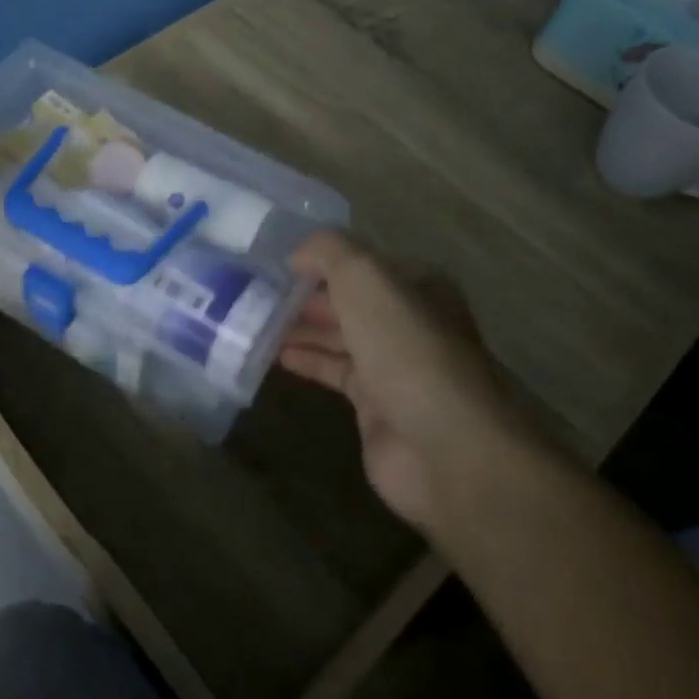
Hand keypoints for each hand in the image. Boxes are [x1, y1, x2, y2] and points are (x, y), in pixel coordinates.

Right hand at [281, 231, 531, 533]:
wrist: (446, 447)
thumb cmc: (406, 349)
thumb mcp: (365, 278)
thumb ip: (328, 251)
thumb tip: (296, 254)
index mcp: (415, 283)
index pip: (359, 261)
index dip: (318, 259)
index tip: (273, 261)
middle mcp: (407, 319)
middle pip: (346, 298)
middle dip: (303, 294)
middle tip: (253, 292)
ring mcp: (393, 364)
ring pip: (337, 334)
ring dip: (298, 327)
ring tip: (252, 320)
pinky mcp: (375, 404)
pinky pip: (333, 371)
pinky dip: (305, 360)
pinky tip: (272, 355)